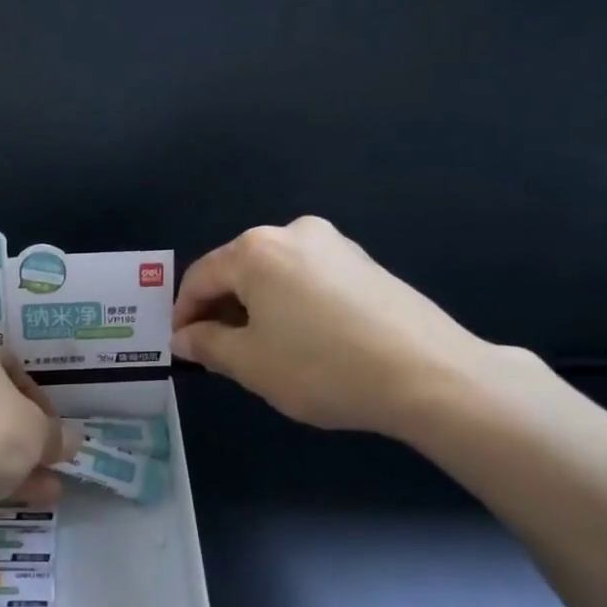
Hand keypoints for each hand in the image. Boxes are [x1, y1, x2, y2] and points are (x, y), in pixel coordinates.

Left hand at [0, 327, 72, 516]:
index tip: (55, 431)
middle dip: (25, 436)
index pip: (14, 366)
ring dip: (10, 459)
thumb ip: (57, 435)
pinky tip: (11, 500)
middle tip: (49, 461)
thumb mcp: (39, 433)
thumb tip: (68, 441)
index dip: (42, 402)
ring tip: (43, 491)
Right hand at [171, 217, 530, 438]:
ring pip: (275, 276)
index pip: (201, 277)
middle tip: (215, 352)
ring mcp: (335, 245)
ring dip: (256, 308)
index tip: (180, 347)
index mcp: (257, 250)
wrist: (426, 373)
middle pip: (238, 270)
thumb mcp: (250, 363)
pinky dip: (290, 306)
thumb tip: (184, 337)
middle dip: (220, 310)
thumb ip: (207, 345)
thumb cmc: (320, 366)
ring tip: (258, 351)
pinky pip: (308, 281)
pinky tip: (300, 341)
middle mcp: (294, 233)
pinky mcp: (365, 264)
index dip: (183, 314)